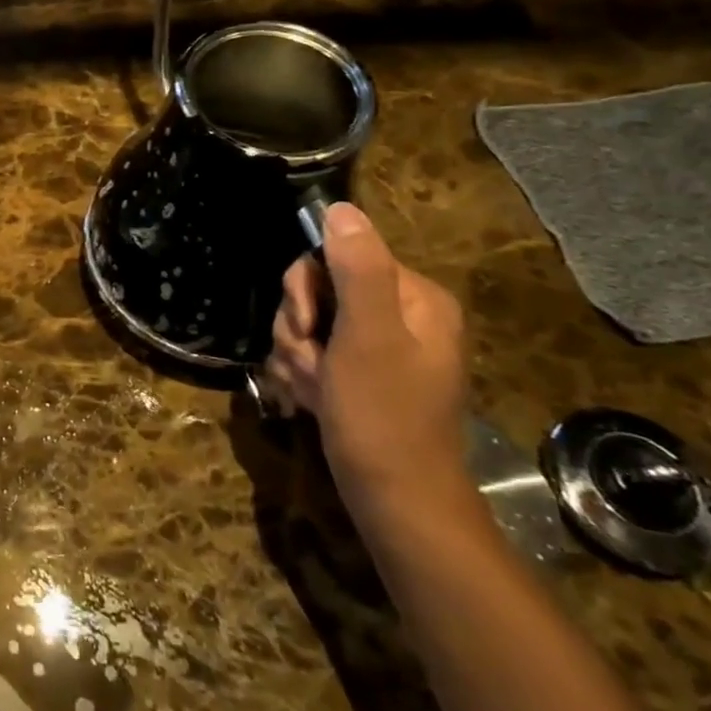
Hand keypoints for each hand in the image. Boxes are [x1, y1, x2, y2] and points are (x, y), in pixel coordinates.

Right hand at [264, 203, 468, 511]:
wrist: (396, 502)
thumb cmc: (383, 417)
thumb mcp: (367, 337)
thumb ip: (356, 269)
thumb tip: (341, 208)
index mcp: (413, 297)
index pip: (336, 255)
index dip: (307, 289)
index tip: (308, 328)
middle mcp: (398, 315)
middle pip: (317, 290)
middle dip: (299, 328)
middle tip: (311, 363)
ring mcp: (377, 347)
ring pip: (307, 324)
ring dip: (297, 355)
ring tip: (314, 390)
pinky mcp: (358, 374)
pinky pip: (312, 353)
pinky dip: (302, 375)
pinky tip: (311, 400)